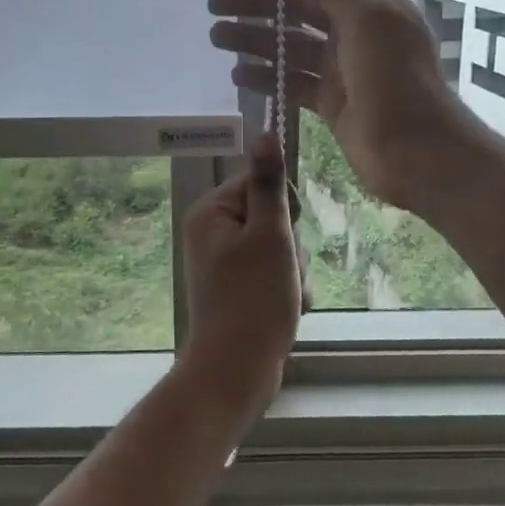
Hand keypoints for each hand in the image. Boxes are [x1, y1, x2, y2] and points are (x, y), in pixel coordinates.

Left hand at [176, 134, 303, 419]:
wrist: (237, 371)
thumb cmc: (254, 299)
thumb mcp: (270, 235)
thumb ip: (269, 185)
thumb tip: (265, 133)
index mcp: (211, 213)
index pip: (260, 182)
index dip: (283, 207)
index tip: (284, 234)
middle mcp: (213, 233)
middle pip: (272, 216)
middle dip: (290, 246)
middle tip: (283, 272)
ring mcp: (225, 263)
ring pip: (279, 248)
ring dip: (293, 270)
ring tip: (286, 296)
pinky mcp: (239, 288)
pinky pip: (274, 273)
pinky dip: (286, 289)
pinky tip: (287, 309)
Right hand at [208, 0, 474, 211]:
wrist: (416, 150)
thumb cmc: (396, 78)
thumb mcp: (369, 19)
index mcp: (372, 4)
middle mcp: (356, 31)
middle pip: (298, 8)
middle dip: (257, 3)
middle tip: (214, 4)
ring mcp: (342, 68)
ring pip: (290, 46)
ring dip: (253, 39)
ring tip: (216, 37)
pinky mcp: (331, 101)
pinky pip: (291, 81)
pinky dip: (265, 76)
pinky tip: (236, 75)